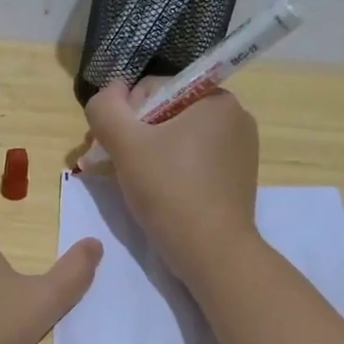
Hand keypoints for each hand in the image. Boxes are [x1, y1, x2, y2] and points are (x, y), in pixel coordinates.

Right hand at [82, 81, 259, 282]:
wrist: (212, 254)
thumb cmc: (170, 191)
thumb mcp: (126, 144)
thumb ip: (106, 108)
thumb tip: (108, 92)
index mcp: (215, 99)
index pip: (152, 89)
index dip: (123, 115)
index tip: (107, 146)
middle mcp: (233, 118)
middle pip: (164, 114)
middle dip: (132, 135)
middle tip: (109, 165)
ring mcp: (237, 150)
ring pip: (175, 139)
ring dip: (145, 154)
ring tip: (127, 180)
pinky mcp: (233, 178)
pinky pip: (191, 161)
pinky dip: (167, 170)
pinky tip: (152, 192)